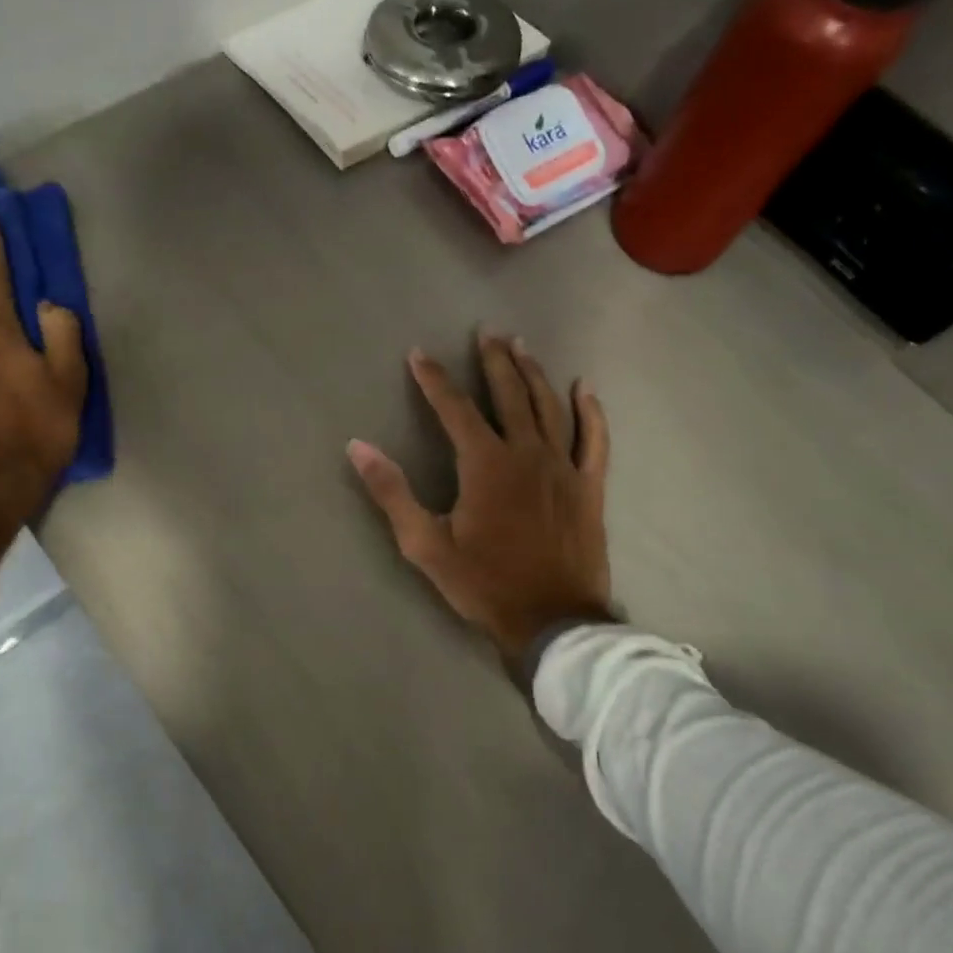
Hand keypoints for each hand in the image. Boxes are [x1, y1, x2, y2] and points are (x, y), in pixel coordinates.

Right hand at [348, 333, 614, 665]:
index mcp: (485, 464)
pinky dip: (590, 412)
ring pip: (549, 407)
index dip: (434, 379)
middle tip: (486, 332)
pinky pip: (594, 439)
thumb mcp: (425, 544)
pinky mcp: (589, 486)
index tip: (418, 354)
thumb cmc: (483, 584)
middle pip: (509, 394)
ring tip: (521, 345)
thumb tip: (358, 447)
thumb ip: (392, 493)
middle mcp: (527, 453)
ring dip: (533, 373)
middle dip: (494, 361)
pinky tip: (585, 388)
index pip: (454, 409)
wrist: (551, 620)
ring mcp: (564, 467)